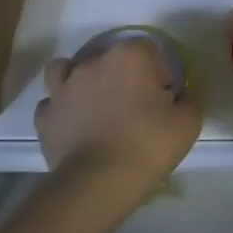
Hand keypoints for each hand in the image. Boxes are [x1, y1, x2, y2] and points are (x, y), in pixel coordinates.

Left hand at [35, 39, 201, 189]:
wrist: (98, 181)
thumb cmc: (147, 145)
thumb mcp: (188, 123)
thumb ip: (187, 100)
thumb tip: (177, 97)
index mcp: (130, 56)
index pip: (150, 50)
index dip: (159, 73)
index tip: (163, 98)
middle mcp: (93, 62)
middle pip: (110, 58)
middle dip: (122, 75)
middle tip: (134, 105)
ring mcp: (63, 87)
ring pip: (68, 70)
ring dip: (81, 81)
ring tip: (94, 103)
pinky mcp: (45, 115)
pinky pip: (53, 103)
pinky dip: (62, 110)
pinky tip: (74, 124)